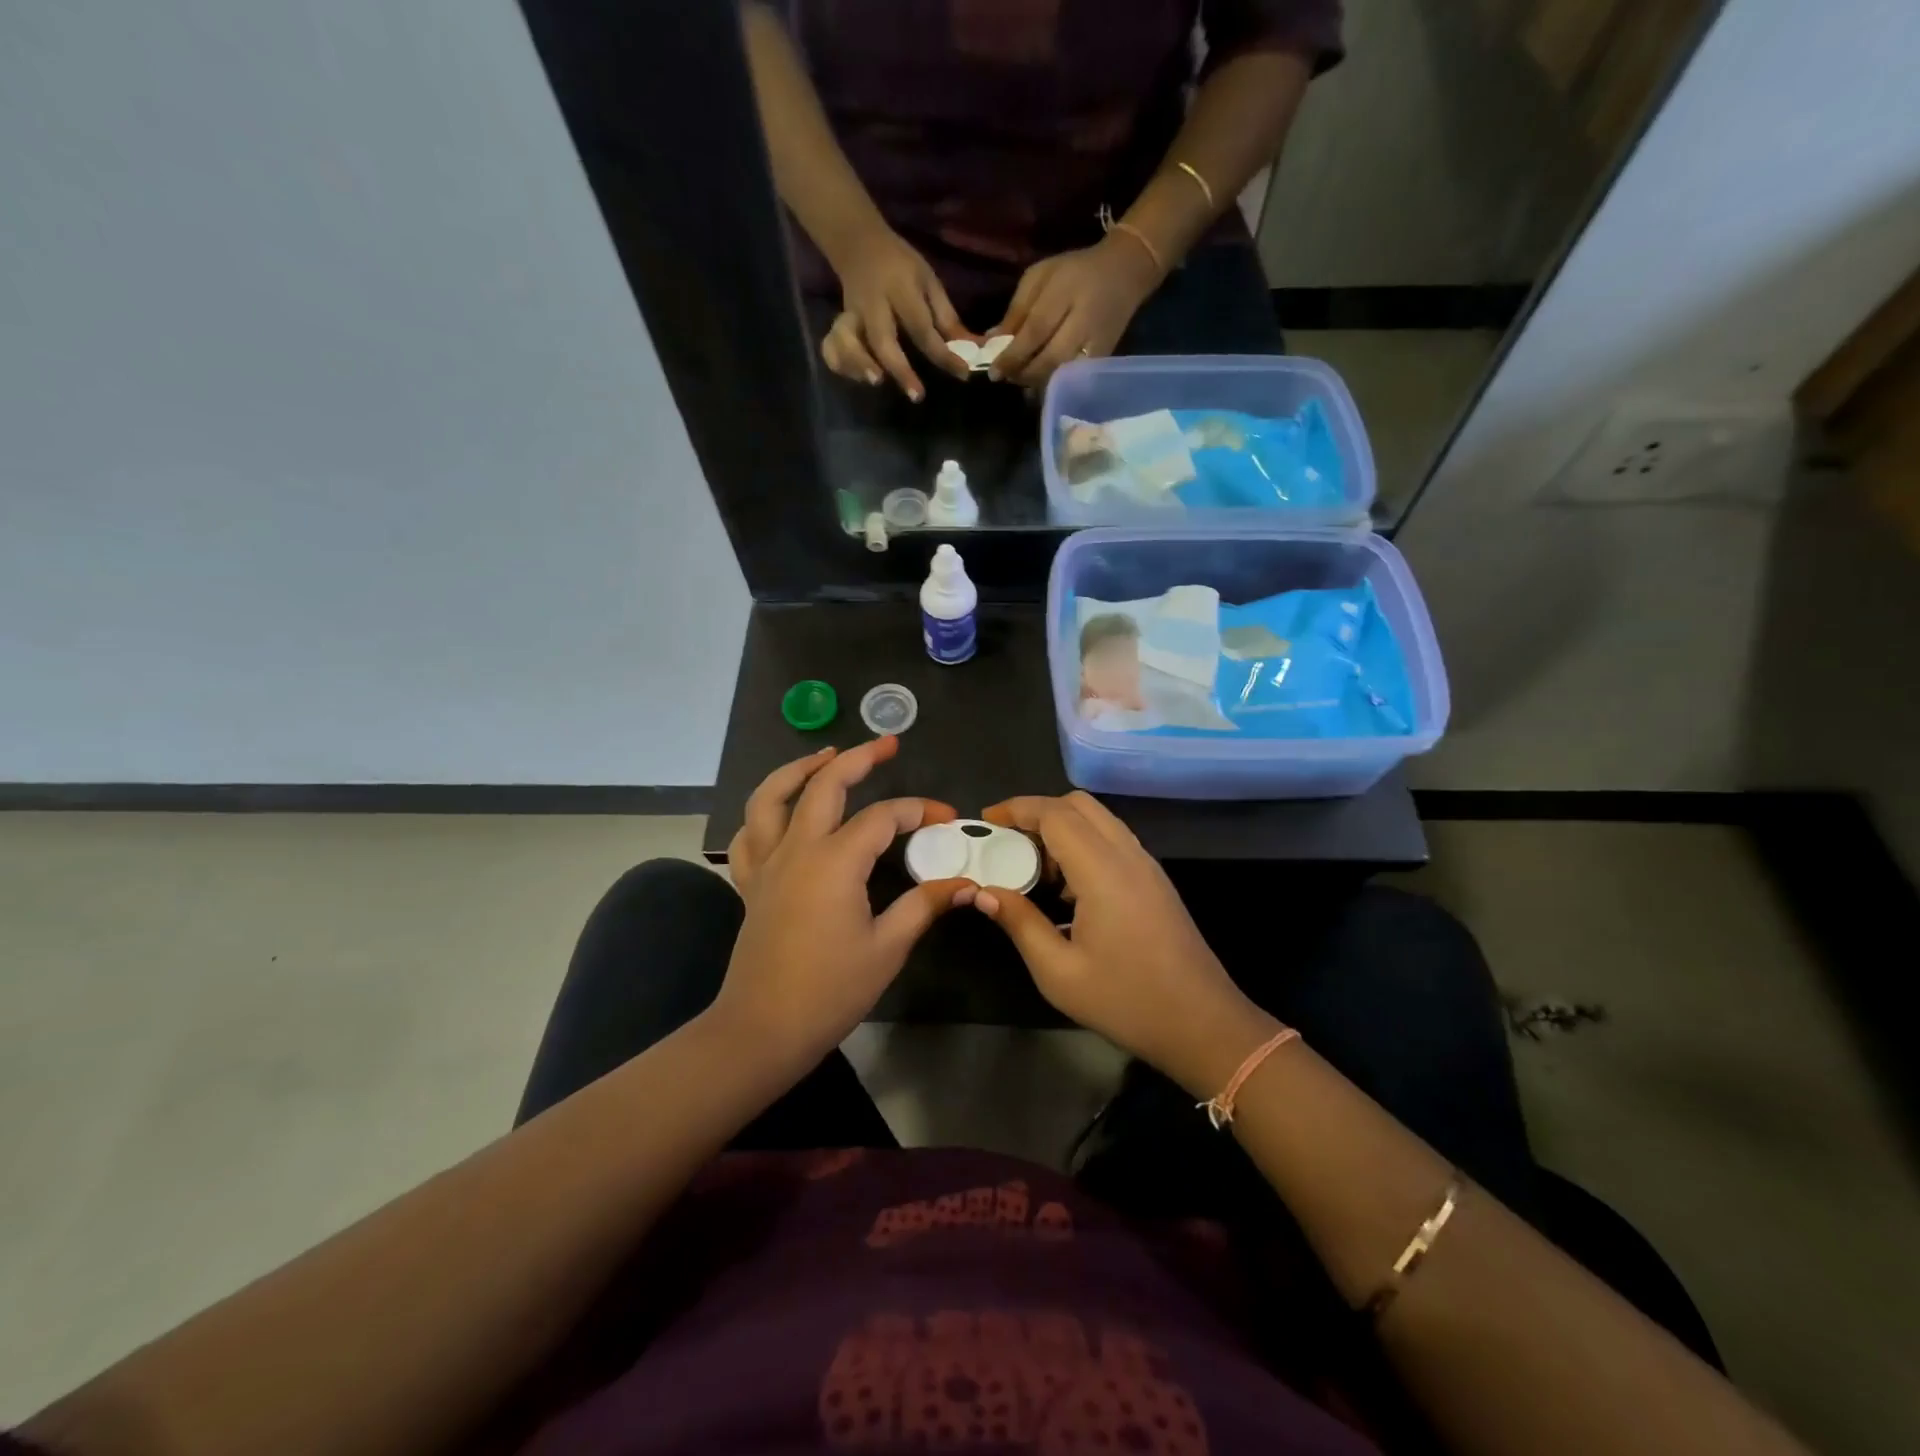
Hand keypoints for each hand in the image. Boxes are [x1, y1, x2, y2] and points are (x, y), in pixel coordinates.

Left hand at [717, 737, 972, 1068]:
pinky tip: (780, 812)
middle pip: (824, 784)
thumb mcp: (888, 947)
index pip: (883, 817)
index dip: (918, 811)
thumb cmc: (830, 990)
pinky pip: (748, 835)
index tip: (946, 818)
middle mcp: (797, 849)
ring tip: (825, 755)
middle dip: (858, 757)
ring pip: (771, 797)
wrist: (763, 1029)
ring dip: (799, 769)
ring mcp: (767, 864)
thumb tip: (966, 883)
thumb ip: (925, 905)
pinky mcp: (751, 883)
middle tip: (887, 744)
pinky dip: (763, 813)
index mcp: (835, 862)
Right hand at [823, 226, 975, 399]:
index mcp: (899, 289)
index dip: (943, 353)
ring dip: (859, 364)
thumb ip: (947, 317)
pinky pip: (831, 347)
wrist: (858, 242)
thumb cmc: (900, 266)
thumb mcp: (928, 281)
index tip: (962, 373)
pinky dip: (841, 364)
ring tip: (876, 382)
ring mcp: (851, 315)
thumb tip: (973, 349)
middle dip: (900, 369)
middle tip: (917, 396)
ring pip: (847, 342)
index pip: (922, 327)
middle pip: (883, 340)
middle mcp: (872, 305)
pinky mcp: (838, 324)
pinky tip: (858, 378)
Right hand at [971, 792, 1272, 1094]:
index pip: (1055, 814)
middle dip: (1037, 812)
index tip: (986, 822)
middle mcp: (1127, 855)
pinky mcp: (1155, 880)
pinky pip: (1113, 840)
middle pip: (1079, 804)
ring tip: (1033, 867)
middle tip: (1008, 843)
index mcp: (1102, 870)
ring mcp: (1147, 865)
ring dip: (1062, 827)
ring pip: (1099, 820)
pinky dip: (1083, 843)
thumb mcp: (1059, 972)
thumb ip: (1020, 923)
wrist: (1203, 1025)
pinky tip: (1067, 888)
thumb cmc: (1127, 1001)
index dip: (1016, 809)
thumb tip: (984, 893)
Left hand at [988, 235, 1162, 387]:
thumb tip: (991, 339)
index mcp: (1066, 292)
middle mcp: (1084, 321)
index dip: (1012, 355)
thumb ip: (1017, 308)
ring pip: (1062, 375)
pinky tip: (1040, 383)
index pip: (1035, 331)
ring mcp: (1097, 344)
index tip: (993, 372)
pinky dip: (1054, 385)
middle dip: (1022, 373)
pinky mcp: (1104, 359)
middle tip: (1005, 377)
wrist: (1126, 272)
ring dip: (1036, 383)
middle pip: (1048, 360)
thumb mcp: (1040, 276)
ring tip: (1020, 379)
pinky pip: (1075, 380)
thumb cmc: (1076, 271)